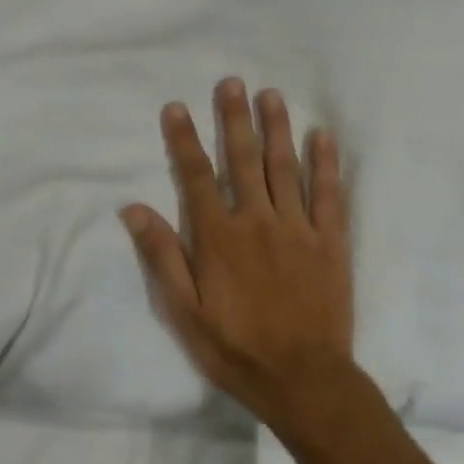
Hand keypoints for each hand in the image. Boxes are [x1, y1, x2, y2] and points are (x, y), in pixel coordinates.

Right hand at [120, 77, 357, 434]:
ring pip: (284, 167)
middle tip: (231, 82)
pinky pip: (329, 195)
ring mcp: (297, 229)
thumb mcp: (182, 311)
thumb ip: (161, 256)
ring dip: (276, 128)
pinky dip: (325, 164)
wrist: (304, 380)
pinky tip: (322, 137)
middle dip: (234, 118)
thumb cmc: (234, 347)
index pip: (195, 176)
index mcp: (217, 237)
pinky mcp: (331, 243)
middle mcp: (256, 221)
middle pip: (242, 160)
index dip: (184, 140)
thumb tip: (133, 208)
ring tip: (270, 95)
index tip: (176, 107)